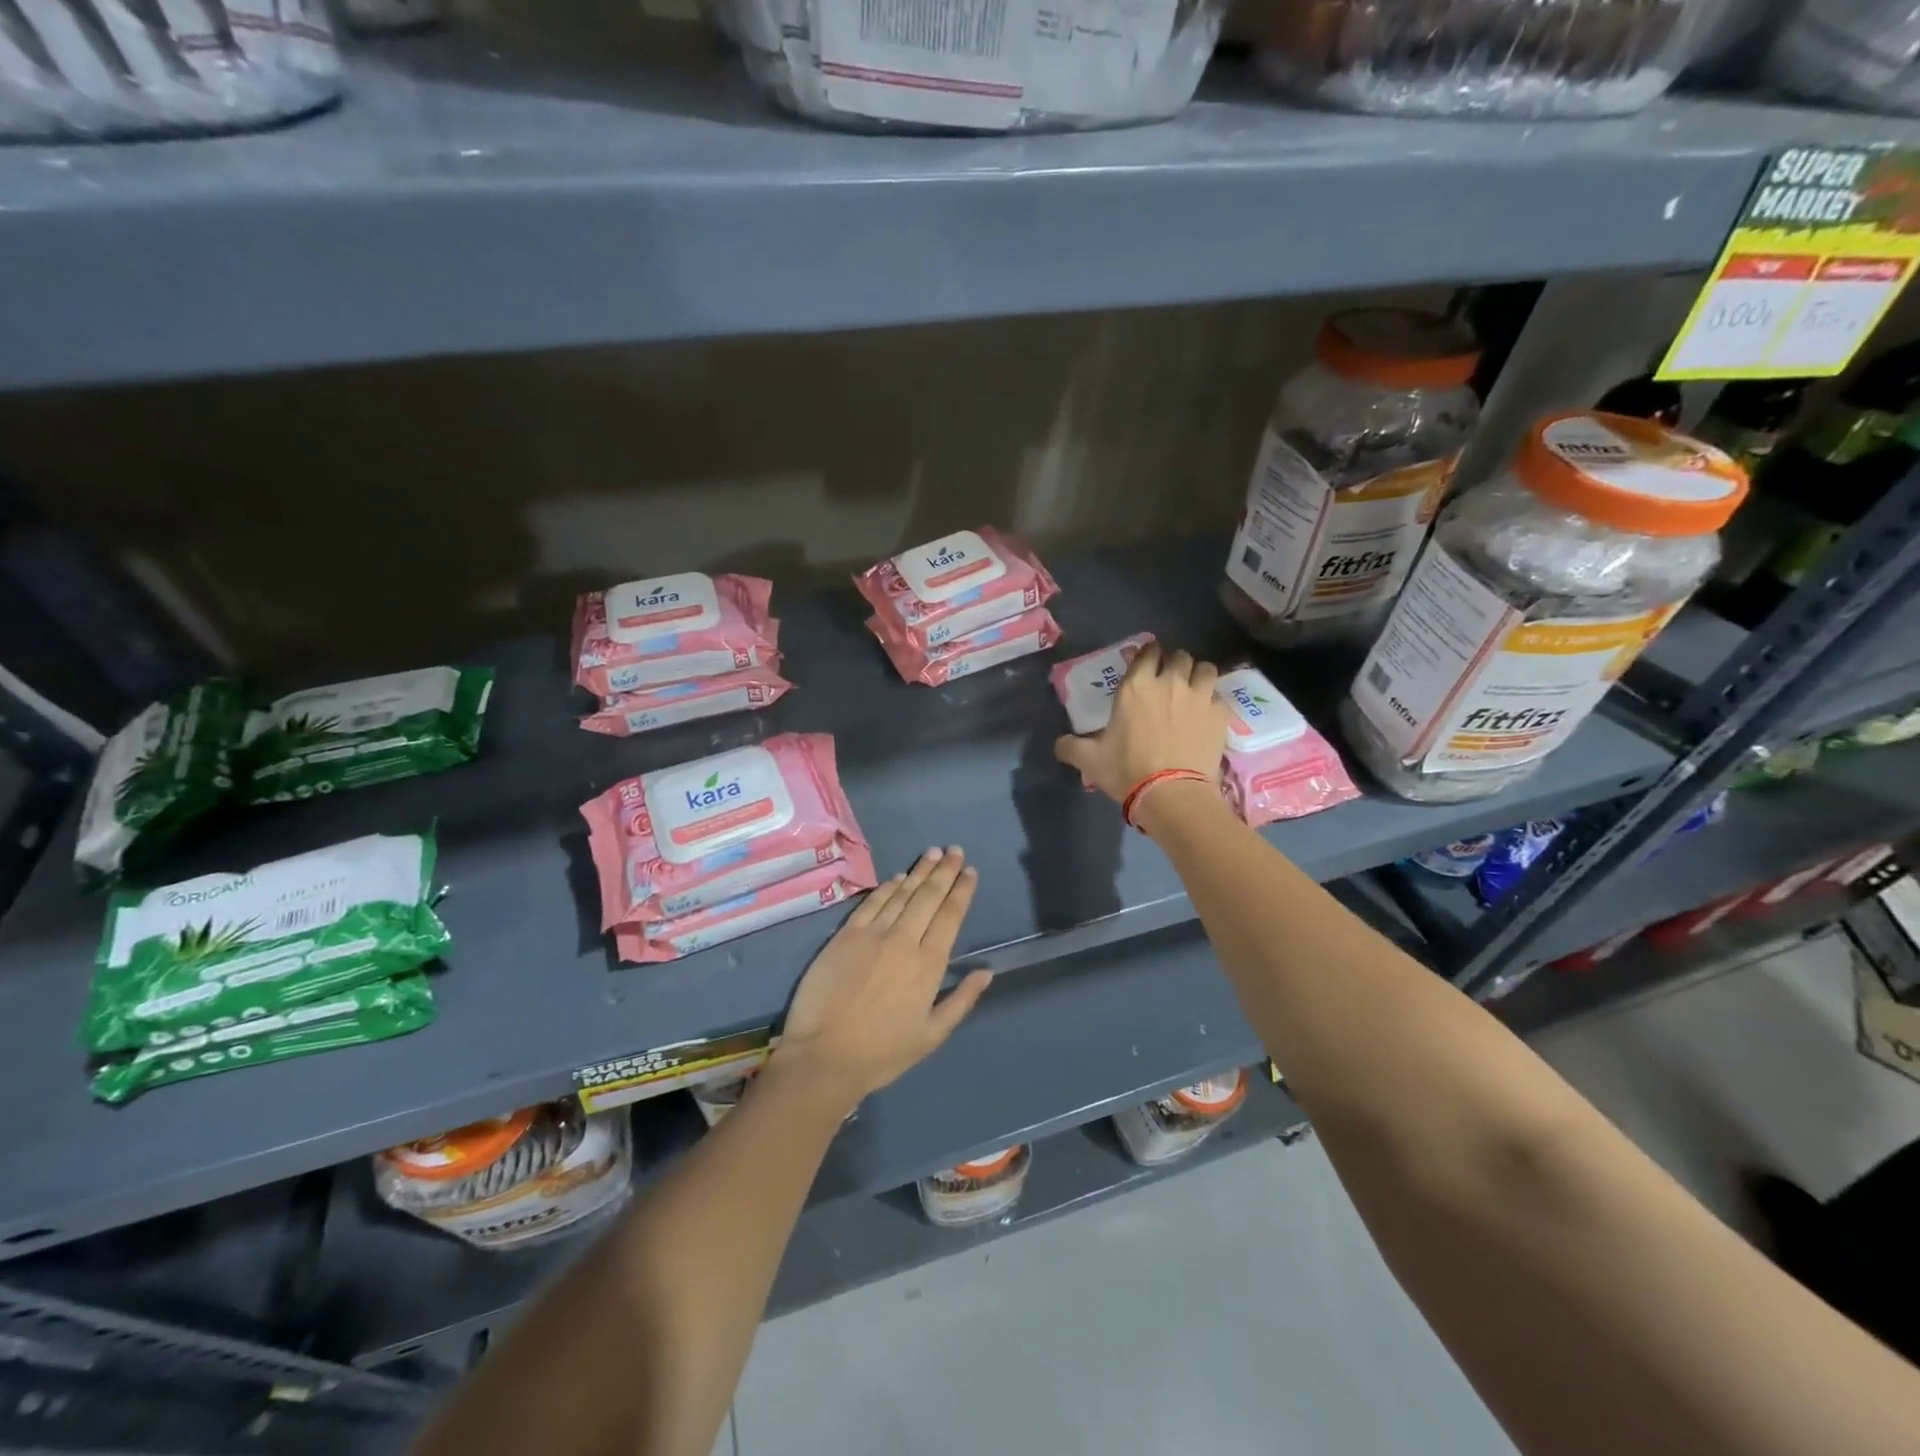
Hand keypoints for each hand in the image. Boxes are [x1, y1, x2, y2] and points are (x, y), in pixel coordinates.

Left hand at [775, 847, 990, 1109]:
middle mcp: (904, 940)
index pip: (950, 916)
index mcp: (929, 964)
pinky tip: (898, 876)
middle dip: (944, 871)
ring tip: (932, 853)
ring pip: (902, 893)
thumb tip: (986, 972)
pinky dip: (887, 887)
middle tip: (955, 849)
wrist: (824, 1056)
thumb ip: (961, 1000)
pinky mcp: (845, 935)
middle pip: (929, 897)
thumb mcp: (931, 1036)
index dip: (961, 890)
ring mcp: (873, 934)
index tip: (969, 871)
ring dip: (919, 871)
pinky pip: (871, 903)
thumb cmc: (882, 1052)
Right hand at [1054, 644, 1231, 802]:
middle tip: (1169, 681)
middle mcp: (1169, 683)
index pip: (1147, 652)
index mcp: (1135, 687)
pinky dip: (1213, 702)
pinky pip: (1219, 697)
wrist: (1171, 793)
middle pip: (1179, 656)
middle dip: (1175, 664)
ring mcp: (1198, 696)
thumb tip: (1059, 744)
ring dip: (1198, 675)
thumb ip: (1071, 747)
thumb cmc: (1127, 770)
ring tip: (1194, 690)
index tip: (1146, 664)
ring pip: (1205, 669)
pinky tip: (1207, 715)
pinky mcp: (1219, 715)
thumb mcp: (1090, 760)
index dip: (1148, 655)